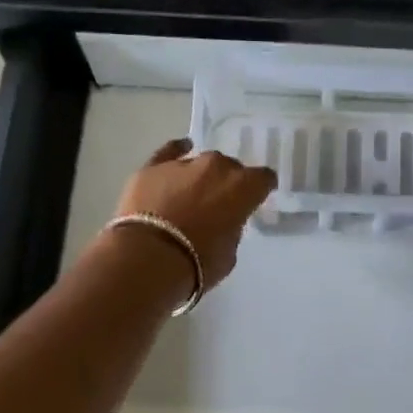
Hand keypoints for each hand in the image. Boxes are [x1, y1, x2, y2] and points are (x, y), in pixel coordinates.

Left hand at [106, 138, 276, 293]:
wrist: (148, 258)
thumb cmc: (197, 263)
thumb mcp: (228, 254)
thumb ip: (231, 230)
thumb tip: (222, 222)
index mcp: (243, 188)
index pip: (263, 179)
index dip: (261, 188)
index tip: (256, 198)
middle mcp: (217, 167)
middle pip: (230, 168)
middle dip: (227, 183)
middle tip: (219, 204)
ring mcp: (183, 164)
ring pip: (201, 163)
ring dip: (201, 176)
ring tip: (193, 194)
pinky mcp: (152, 167)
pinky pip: (169, 151)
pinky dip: (176, 151)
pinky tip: (181, 149)